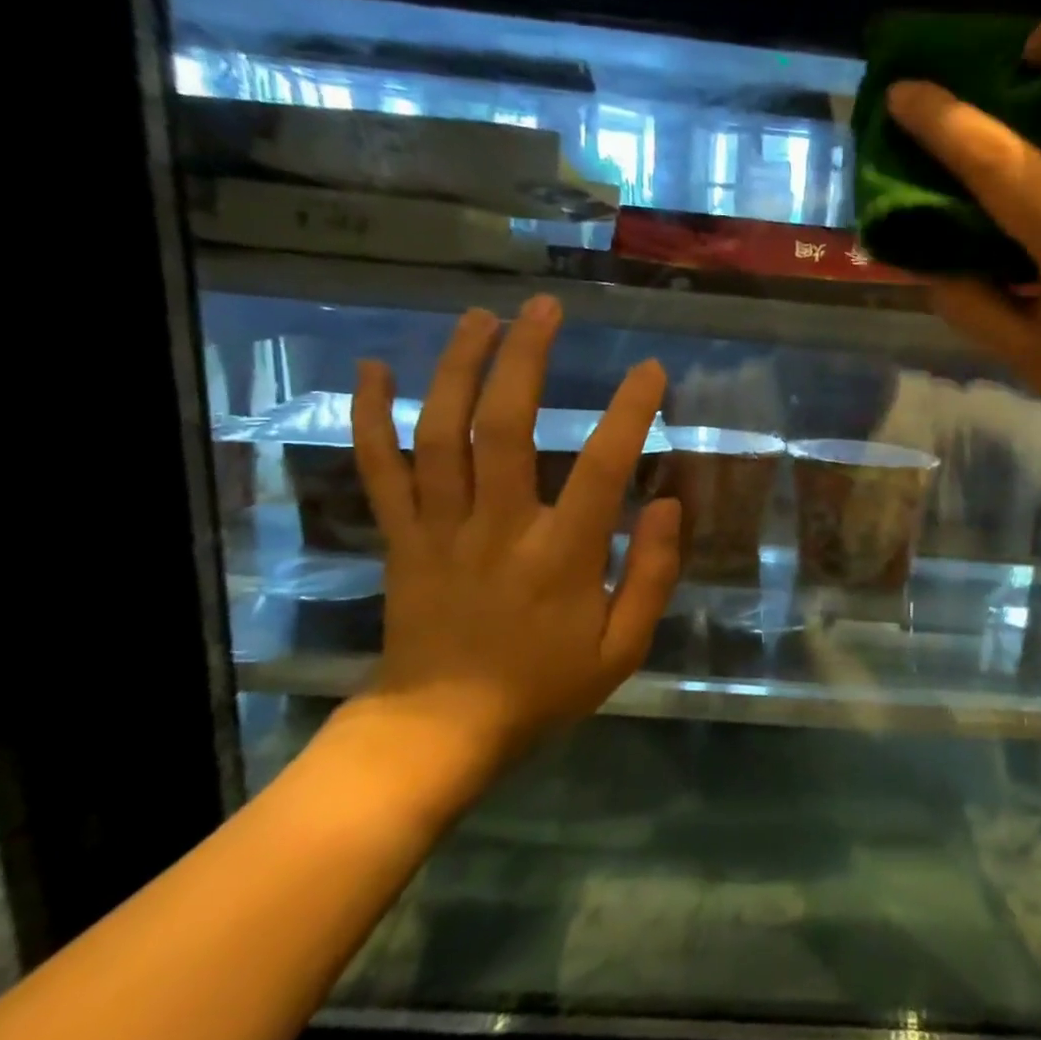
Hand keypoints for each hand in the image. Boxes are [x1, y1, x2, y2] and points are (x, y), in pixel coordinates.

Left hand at [324, 298, 679, 807]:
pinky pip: (378, 470)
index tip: (650, 370)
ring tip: (480, 317)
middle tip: (544, 308)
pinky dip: (371, 417)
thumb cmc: (543, 689)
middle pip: (505, 427)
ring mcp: (440, 529)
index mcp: (561, 557)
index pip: (601, 468)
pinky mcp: (400, 538)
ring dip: (458, 368)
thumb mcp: (622, 649)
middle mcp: (498, 528)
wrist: (440, 730)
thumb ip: (652, 576)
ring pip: (441, 434)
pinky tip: (374, 367)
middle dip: (525, 359)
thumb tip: (669, 504)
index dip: (629, 412)